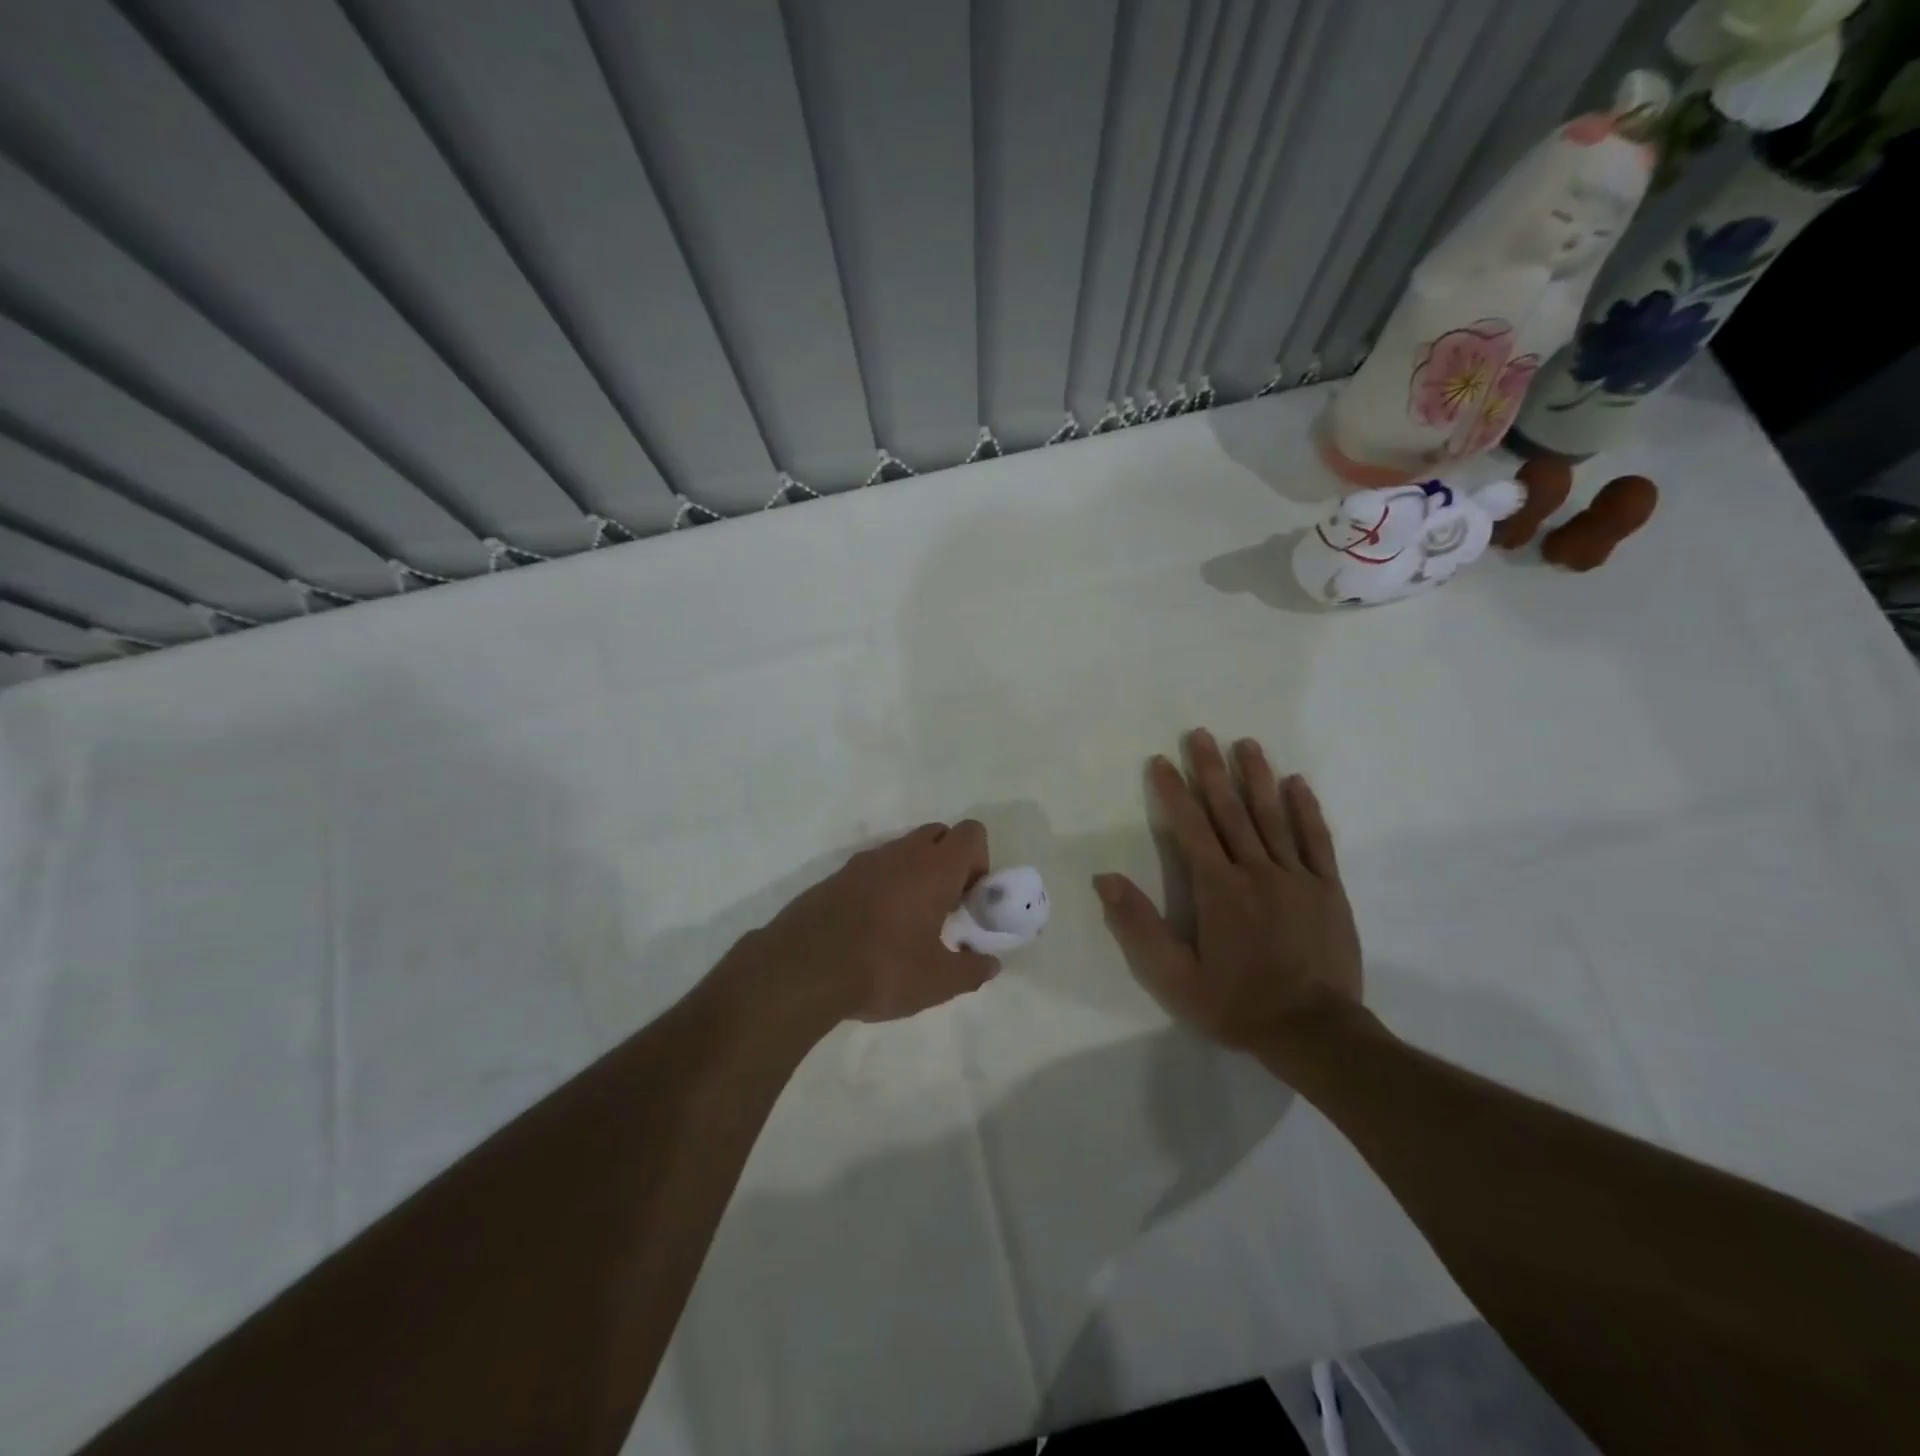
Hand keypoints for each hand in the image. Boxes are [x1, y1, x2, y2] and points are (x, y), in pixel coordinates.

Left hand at [746, 821, 1000, 1025]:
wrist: (801, 969)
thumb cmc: (882, 969)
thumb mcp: (937, 982)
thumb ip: (971, 971)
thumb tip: (990, 965)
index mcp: (933, 869)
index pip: (971, 832)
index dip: (979, 860)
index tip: (970, 898)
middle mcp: (901, 854)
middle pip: (938, 834)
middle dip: (949, 862)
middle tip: (945, 907)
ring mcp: (864, 862)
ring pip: (903, 850)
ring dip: (915, 873)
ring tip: (908, 922)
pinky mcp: (836, 877)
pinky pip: (873, 868)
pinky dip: (884, 885)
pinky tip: (874, 928)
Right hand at [1094, 730, 1361, 1051]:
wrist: (1314, 1032)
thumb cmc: (1236, 1004)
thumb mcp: (1174, 977)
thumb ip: (1138, 926)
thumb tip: (1105, 879)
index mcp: (1218, 888)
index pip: (1190, 827)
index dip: (1174, 792)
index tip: (1161, 761)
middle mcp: (1256, 871)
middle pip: (1230, 810)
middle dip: (1212, 770)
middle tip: (1201, 735)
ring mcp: (1297, 877)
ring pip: (1273, 816)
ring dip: (1257, 777)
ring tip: (1246, 744)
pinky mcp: (1328, 889)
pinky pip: (1316, 840)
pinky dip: (1306, 810)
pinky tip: (1297, 784)